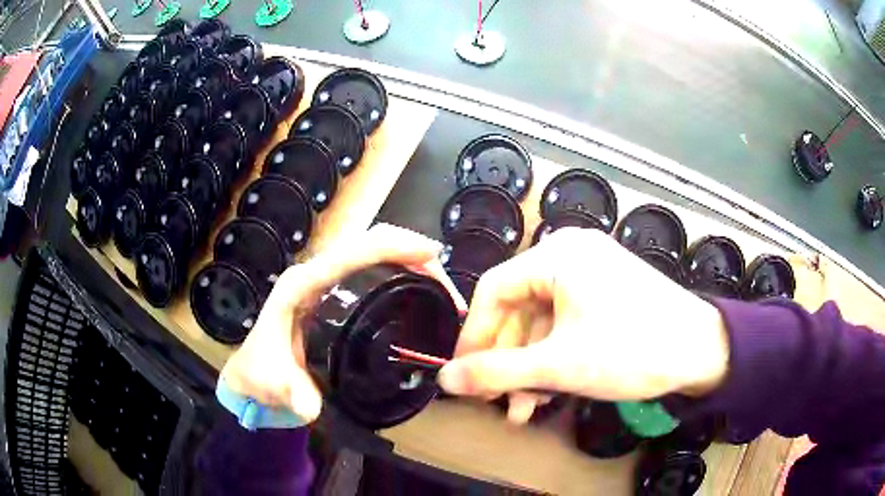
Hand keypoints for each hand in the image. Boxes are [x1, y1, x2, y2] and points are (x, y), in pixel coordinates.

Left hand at [219, 224, 466, 423]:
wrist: (255, 376)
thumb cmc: (261, 373)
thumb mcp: (273, 384)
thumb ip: (291, 393)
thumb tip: (311, 405)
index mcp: (302, 285)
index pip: (350, 253)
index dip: (391, 247)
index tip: (430, 255)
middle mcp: (315, 274)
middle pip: (367, 243)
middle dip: (409, 250)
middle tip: (446, 282)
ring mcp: (326, 282)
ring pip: (372, 252)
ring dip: (408, 259)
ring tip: (441, 288)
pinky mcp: (335, 294)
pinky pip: (372, 270)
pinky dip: (400, 272)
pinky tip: (419, 293)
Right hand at [438, 227, 728, 422]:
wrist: (702, 352)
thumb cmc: (632, 350)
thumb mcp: (559, 365)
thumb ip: (496, 372)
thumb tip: (445, 380)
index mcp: (558, 255)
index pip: (493, 290)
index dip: (473, 334)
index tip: (463, 373)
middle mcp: (571, 256)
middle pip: (517, 310)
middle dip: (506, 360)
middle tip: (495, 398)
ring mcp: (590, 276)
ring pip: (540, 325)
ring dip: (528, 368)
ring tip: (522, 408)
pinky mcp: (604, 296)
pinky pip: (564, 326)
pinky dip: (552, 359)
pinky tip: (546, 393)